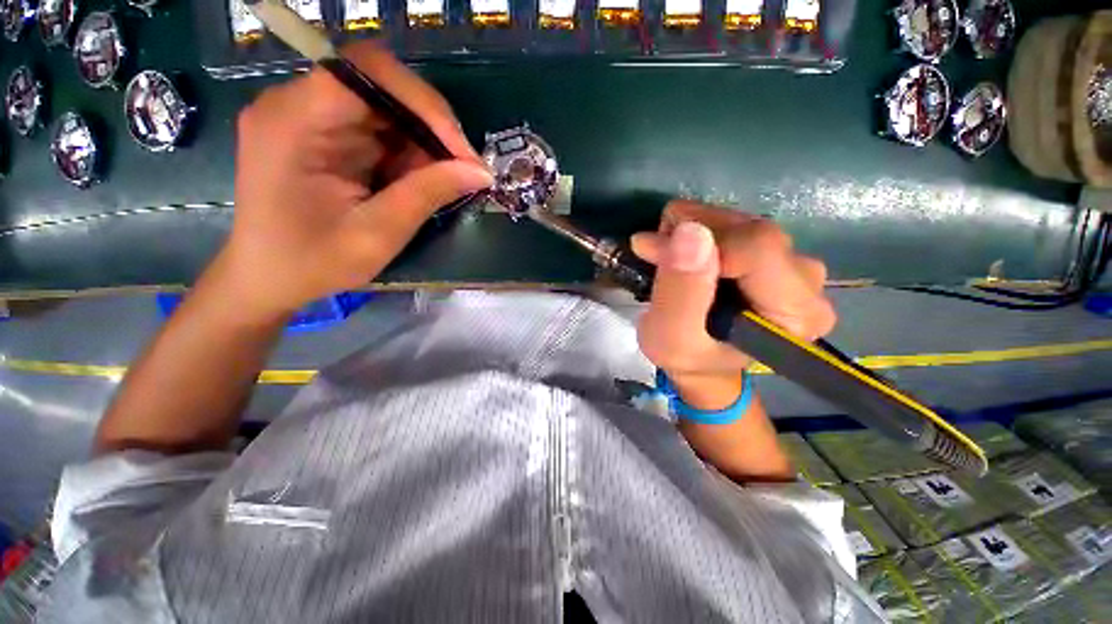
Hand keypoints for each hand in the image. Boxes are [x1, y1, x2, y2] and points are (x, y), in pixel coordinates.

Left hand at [218, 43, 492, 319]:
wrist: (268, 277)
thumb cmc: (313, 262)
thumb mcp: (378, 234)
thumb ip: (428, 194)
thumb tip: (480, 172)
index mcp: (294, 122)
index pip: (366, 72)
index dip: (423, 102)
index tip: (461, 151)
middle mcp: (296, 105)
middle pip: (380, 86)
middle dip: (431, 127)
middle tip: (464, 169)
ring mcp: (309, 117)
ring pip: (385, 108)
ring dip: (423, 143)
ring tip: (442, 182)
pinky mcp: (322, 134)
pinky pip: (378, 128)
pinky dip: (408, 153)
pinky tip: (418, 181)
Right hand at [631, 201, 835, 409]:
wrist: (703, 363)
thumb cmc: (688, 359)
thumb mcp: (670, 338)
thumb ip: (680, 293)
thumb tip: (690, 232)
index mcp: (795, 312)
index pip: (756, 247)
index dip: (699, 242)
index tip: (653, 251)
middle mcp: (808, 281)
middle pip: (750, 230)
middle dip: (692, 233)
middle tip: (655, 254)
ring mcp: (795, 264)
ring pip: (741, 221)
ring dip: (693, 232)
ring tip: (668, 259)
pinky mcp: (777, 253)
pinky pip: (737, 224)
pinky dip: (701, 232)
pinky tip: (686, 255)